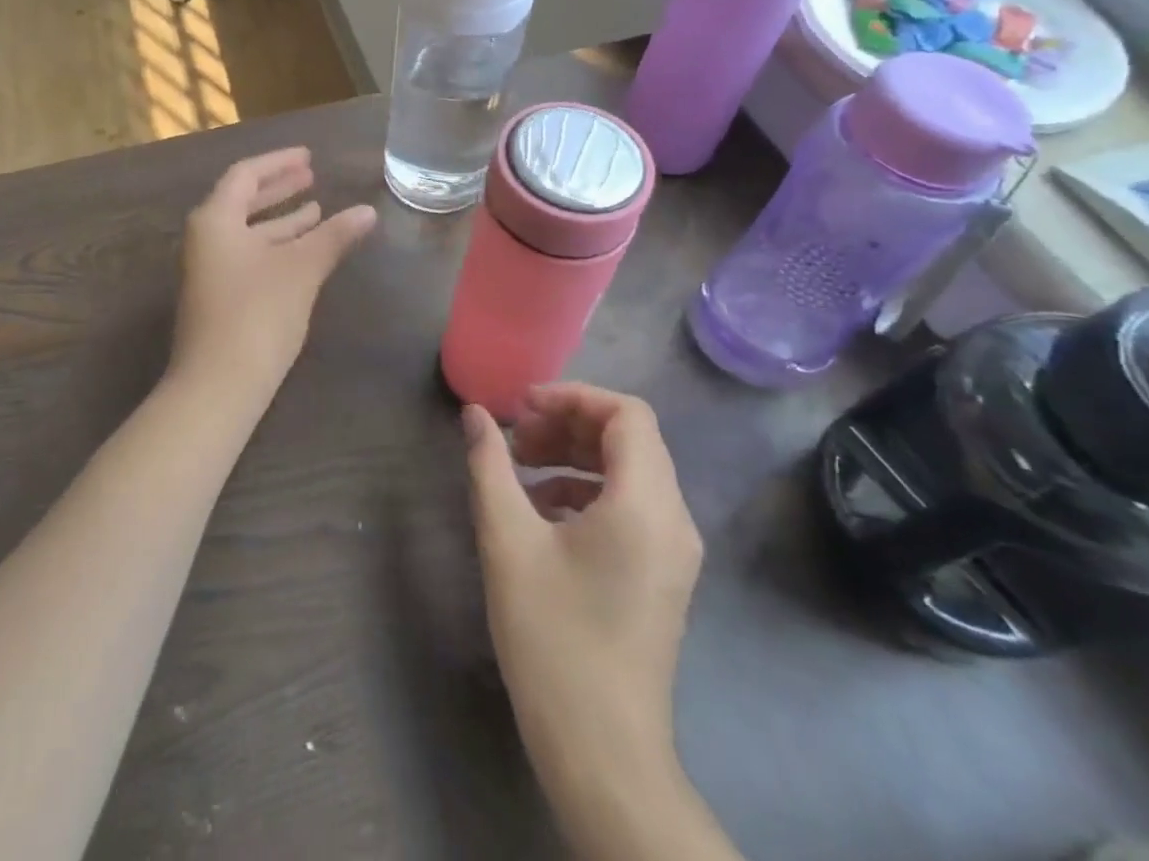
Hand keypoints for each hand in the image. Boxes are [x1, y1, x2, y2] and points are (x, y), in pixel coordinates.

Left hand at [168, 148, 375, 408]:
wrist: (218, 385)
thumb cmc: (257, 314)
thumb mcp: (301, 269)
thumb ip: (333, 236)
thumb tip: (368, 211)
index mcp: (215, 219)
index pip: (246, 175)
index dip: (279, 162)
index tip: (309, 157)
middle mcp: (206, 238)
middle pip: (243, 201)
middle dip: (280, 188)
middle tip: (312, 176)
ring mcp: (210, 270)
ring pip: (249, 232)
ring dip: (282, 220)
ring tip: (318, 210)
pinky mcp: (219, 297)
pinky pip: (249, 256)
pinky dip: (276, 247)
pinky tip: (304, 253)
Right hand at [464, 385, 702, 769]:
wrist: (602, 752)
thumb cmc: (552, 637)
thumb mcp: (507, 540)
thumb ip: (490, 464)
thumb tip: (474, 413)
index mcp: (645, 504)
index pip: (626, 413)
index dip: (573, 396)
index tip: (523, 407)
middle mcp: (673, 519)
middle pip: (630, 439)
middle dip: (569, 424)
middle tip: (516, 437)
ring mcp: (674, 552)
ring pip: (631, 471)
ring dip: (576, 456)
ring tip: (521, 469)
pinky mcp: (663, 576)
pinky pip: (632, 506)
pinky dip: (588, 490)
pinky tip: (542, 511)